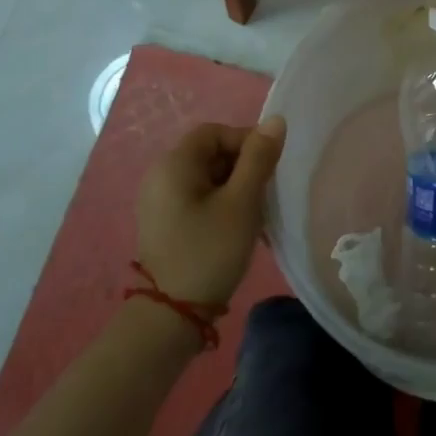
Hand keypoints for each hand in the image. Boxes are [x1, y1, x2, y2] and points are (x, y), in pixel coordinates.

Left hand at [136, 117, 285, 306]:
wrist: (173, 316)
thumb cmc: (210, 251)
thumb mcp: (242, 201)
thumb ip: (259, 158)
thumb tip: (275, 120)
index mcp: (174, 164)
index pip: (215, 132)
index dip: (246, 141)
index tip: (269, 168)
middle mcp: (160, 175)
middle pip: (210, 152)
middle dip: (242, 165)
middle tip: (264, 192)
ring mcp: (159, 201)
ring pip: (206, 176)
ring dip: (234, 186)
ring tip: (253, 212)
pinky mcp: (164, 222)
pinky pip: (197, 197)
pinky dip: (220, 202)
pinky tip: (236, 227)